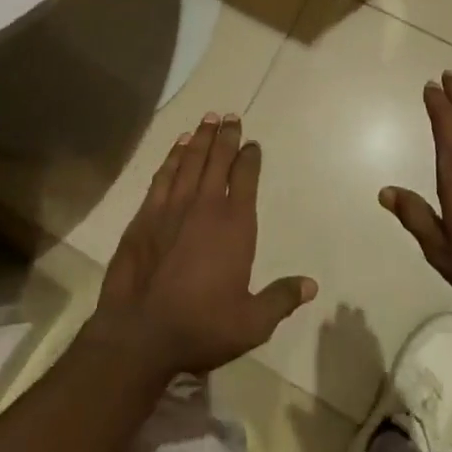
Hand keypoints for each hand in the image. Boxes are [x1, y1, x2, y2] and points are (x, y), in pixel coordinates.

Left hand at [95, 114, 316, 376]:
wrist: (140, 335)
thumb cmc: (201, 327)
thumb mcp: (252, 323)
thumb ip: (281, 299)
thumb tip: (311, 285)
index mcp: (235, 225)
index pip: (245, 178)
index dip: (250, 157)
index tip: (253, 143)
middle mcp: (205, 206)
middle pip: (218, 160)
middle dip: (226, 137)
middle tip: (230, 117)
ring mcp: (172, 208)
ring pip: (189, 161)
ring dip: (200, 138)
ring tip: (208, 119)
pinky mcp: (145, 216)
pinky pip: (163, 176)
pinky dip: (172, 157)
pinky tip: (177, 146)